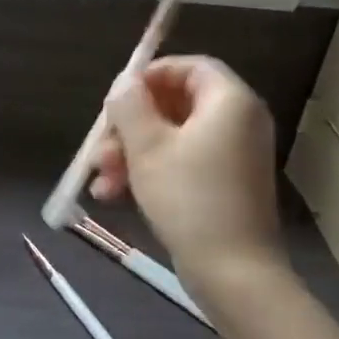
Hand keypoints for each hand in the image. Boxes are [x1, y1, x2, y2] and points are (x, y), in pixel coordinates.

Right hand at [89, 56, 283, 283]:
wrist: (232, 271)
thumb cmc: (188, 199)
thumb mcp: (147, 148)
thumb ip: (130, 107)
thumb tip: (124, 83)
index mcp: (229, 102)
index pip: (190, 67)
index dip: (150, 76)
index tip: (116, 98)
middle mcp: (238, 122)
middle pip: (175, 105)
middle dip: (129, 127)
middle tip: (100, 149)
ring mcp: (232, 156)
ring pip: (172, 138)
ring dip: (131, 154)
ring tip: (101, 181)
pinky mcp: (224, 185)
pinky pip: (183, 164)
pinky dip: (150, 173)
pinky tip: (114, 195)